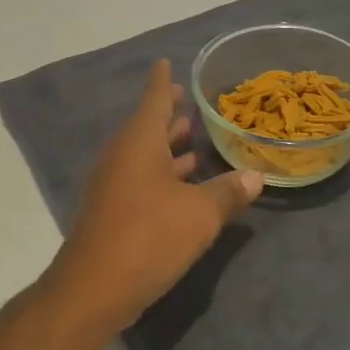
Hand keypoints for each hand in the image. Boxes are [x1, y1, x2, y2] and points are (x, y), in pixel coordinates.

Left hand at [39, 60, 264, 339]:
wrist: (94, 288)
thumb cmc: (148, 236)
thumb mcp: (199, 214)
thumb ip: (227, 193)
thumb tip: (255, 177)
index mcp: (139, 142)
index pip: (153, 98)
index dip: (163, 81)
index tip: (166, 62)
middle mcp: (122, 155)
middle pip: (148, 125)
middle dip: (169, 113)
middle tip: (190, 100)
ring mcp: (114, 183)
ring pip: (145, 153)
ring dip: (168, 145)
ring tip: (193, 136)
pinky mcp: (114, 210)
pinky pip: (142, 177)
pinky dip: (163, 172)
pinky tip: (185, 183)